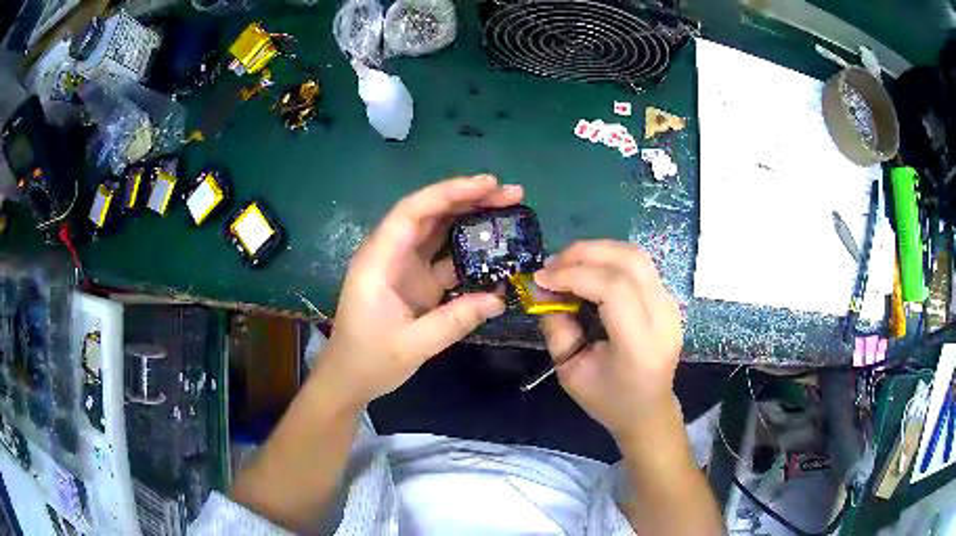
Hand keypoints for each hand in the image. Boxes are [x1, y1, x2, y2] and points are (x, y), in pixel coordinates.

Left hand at [317, 175, 522, 407]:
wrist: (349, 379)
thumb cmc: (369, 360)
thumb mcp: (412, 345)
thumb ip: (455, 320)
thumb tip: (499, 298)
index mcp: (378, 260)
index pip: (412, 212)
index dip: (449, 193)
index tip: (487, 185)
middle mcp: (391, 254)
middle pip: (429, 213)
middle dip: (468, 199)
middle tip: (510, 193)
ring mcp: (405, 266)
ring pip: (439, 231)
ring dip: (471, 218)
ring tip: (508, 209)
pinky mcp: (417, 281)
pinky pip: (446, 257)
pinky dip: (470, 251)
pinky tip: (496, 250)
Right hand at [534, 241, 682, 440]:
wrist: (648, 410)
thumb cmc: (608, 399)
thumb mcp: (571, 373)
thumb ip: (557, 329)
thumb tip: (544, 289)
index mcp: (640, 345)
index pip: (614, 289)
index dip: (574, 275)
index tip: (542, 279)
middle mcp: (663, 318)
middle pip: (629, 262)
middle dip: (585, 253)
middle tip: (551, 264)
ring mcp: (671, 305)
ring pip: (636, 256)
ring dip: (597, 250)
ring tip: (567, 263)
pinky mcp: (668, 299)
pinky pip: (639, 265)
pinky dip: (609, 258)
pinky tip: (588, 270)